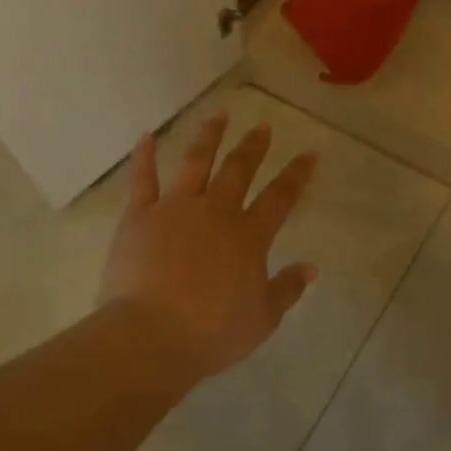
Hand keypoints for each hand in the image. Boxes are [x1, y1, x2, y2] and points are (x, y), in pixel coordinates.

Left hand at [99, 113, 318, 379]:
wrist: (151, 335)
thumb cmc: (213, 332)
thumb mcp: (263, 318)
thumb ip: (287, 289)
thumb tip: (311, 267)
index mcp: (249, 236)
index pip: (280, 197)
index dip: (297, 174)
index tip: (309, 153)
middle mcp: (215, 211)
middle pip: (239, 169)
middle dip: (254, 146)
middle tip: (263, 127)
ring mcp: (175, 208)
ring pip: (196, 162)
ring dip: (209, 136)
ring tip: (219, 115)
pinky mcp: (139, 216)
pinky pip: (142, 179)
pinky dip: (144, 156)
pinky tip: (146, 136)